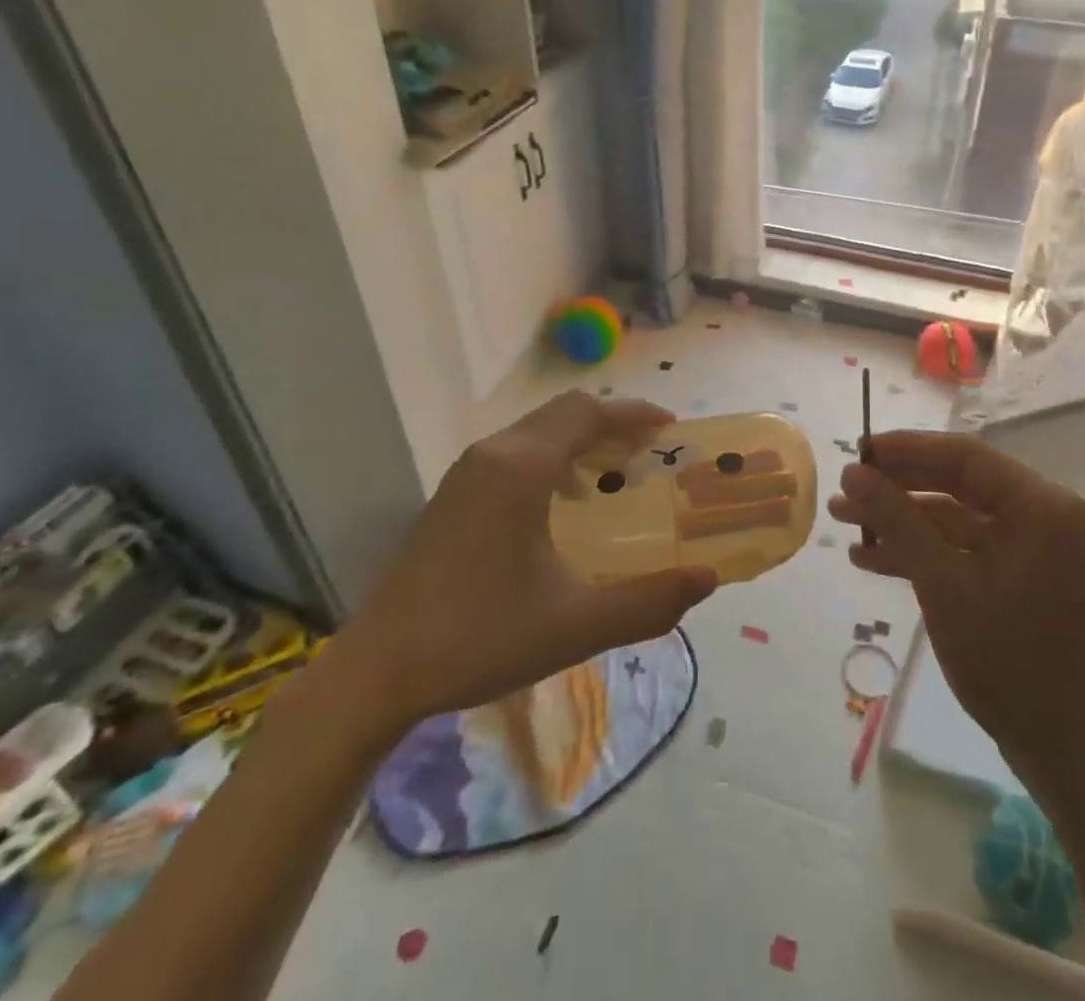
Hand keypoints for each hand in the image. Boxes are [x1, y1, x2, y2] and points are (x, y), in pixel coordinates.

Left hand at [341, 393, 717, 727]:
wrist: (377, 672)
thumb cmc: (480, 638)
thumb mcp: (576, 625)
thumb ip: (648, 603)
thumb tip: (707, 580)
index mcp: (523, 469)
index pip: (588, 414)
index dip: (634, 414)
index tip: (671, 427)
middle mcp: (494, 455)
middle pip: (564, 413)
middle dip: (612, 423)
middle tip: (651, 449)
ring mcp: (467, 473)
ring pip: (537, 430)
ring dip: (580, 439)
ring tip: (615, 473)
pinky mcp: (452, 495)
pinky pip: (515, 452)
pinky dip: (553, 457)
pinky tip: (564, 505)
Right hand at [831, 432, 1084, 776]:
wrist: (1065, 753)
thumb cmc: (1008, 661)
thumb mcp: (942, 583)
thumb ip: (897, 519)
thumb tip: (853, 471)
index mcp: (1040, 505)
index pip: (963, 455)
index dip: (905, 449)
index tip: (857, 450)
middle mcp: (1042, 515)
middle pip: (956, 483)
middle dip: (897, 488)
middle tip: (844, 488)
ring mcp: (1033, 548)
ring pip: (954, 517)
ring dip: (901, 522)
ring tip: (843, 523)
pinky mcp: (1020, 577)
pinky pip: (965, 549)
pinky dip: (922, 552)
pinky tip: (872, 558)